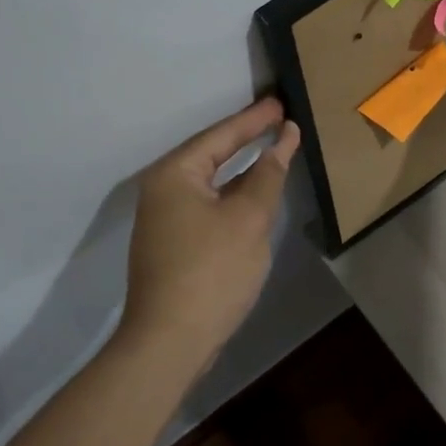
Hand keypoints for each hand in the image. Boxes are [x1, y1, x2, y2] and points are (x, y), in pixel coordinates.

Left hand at [120, 98, 301, 373]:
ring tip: (271, 149)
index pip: (220, 136)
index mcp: (174, 175)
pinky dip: (232, 195)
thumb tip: (282, 141)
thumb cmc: (211, 271)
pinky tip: (252, 195)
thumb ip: (267, 175)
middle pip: (210, 155)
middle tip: (278, 119)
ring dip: (240, 169)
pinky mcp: (173, 245)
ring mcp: (164, 220)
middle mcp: (162, 190)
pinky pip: (207, 205)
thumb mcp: (248, 218)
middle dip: (245, 138)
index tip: (281, 103)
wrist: (170, 342)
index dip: (254, 120)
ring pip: (209, 183)